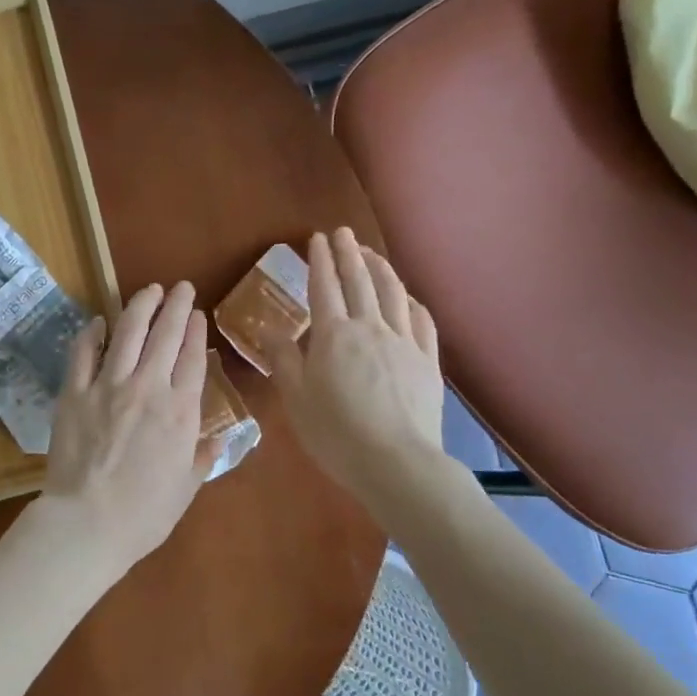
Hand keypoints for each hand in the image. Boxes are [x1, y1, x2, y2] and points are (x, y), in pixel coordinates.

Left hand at [41, 282, 211, 571]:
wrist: (88, 523)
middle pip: (165, 334)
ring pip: (127, 332)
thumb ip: (203, 457)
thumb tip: (219, 438)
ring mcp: (108, 386)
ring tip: (149, 290)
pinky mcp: (74, 392)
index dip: (195, 331)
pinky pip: (83, 353)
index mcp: (181, 411)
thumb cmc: (145, 514)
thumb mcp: (187, 488)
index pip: (192, 357)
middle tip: (180, 287)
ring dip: (140, 306)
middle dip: (175, 305)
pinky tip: (98, 321)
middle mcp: (148, 388)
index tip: (197, 313)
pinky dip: (92, 333)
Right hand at [265, 229, 446, 507]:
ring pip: (393, 294)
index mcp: (333, 335)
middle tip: (343, 232)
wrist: (396, 462)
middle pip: (359, 281)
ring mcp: (404, 342)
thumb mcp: (296, 398)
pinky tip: (408, 297)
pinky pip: (421, 320)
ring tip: (371, 253)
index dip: (320, 261)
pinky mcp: (428, 361)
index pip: (324, 287)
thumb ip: (283, 359)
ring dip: (380, 268)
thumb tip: (268, 328)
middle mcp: (370, 328)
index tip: (317, 239)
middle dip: (349, 253)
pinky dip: (412, 301)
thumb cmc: (335, 433)